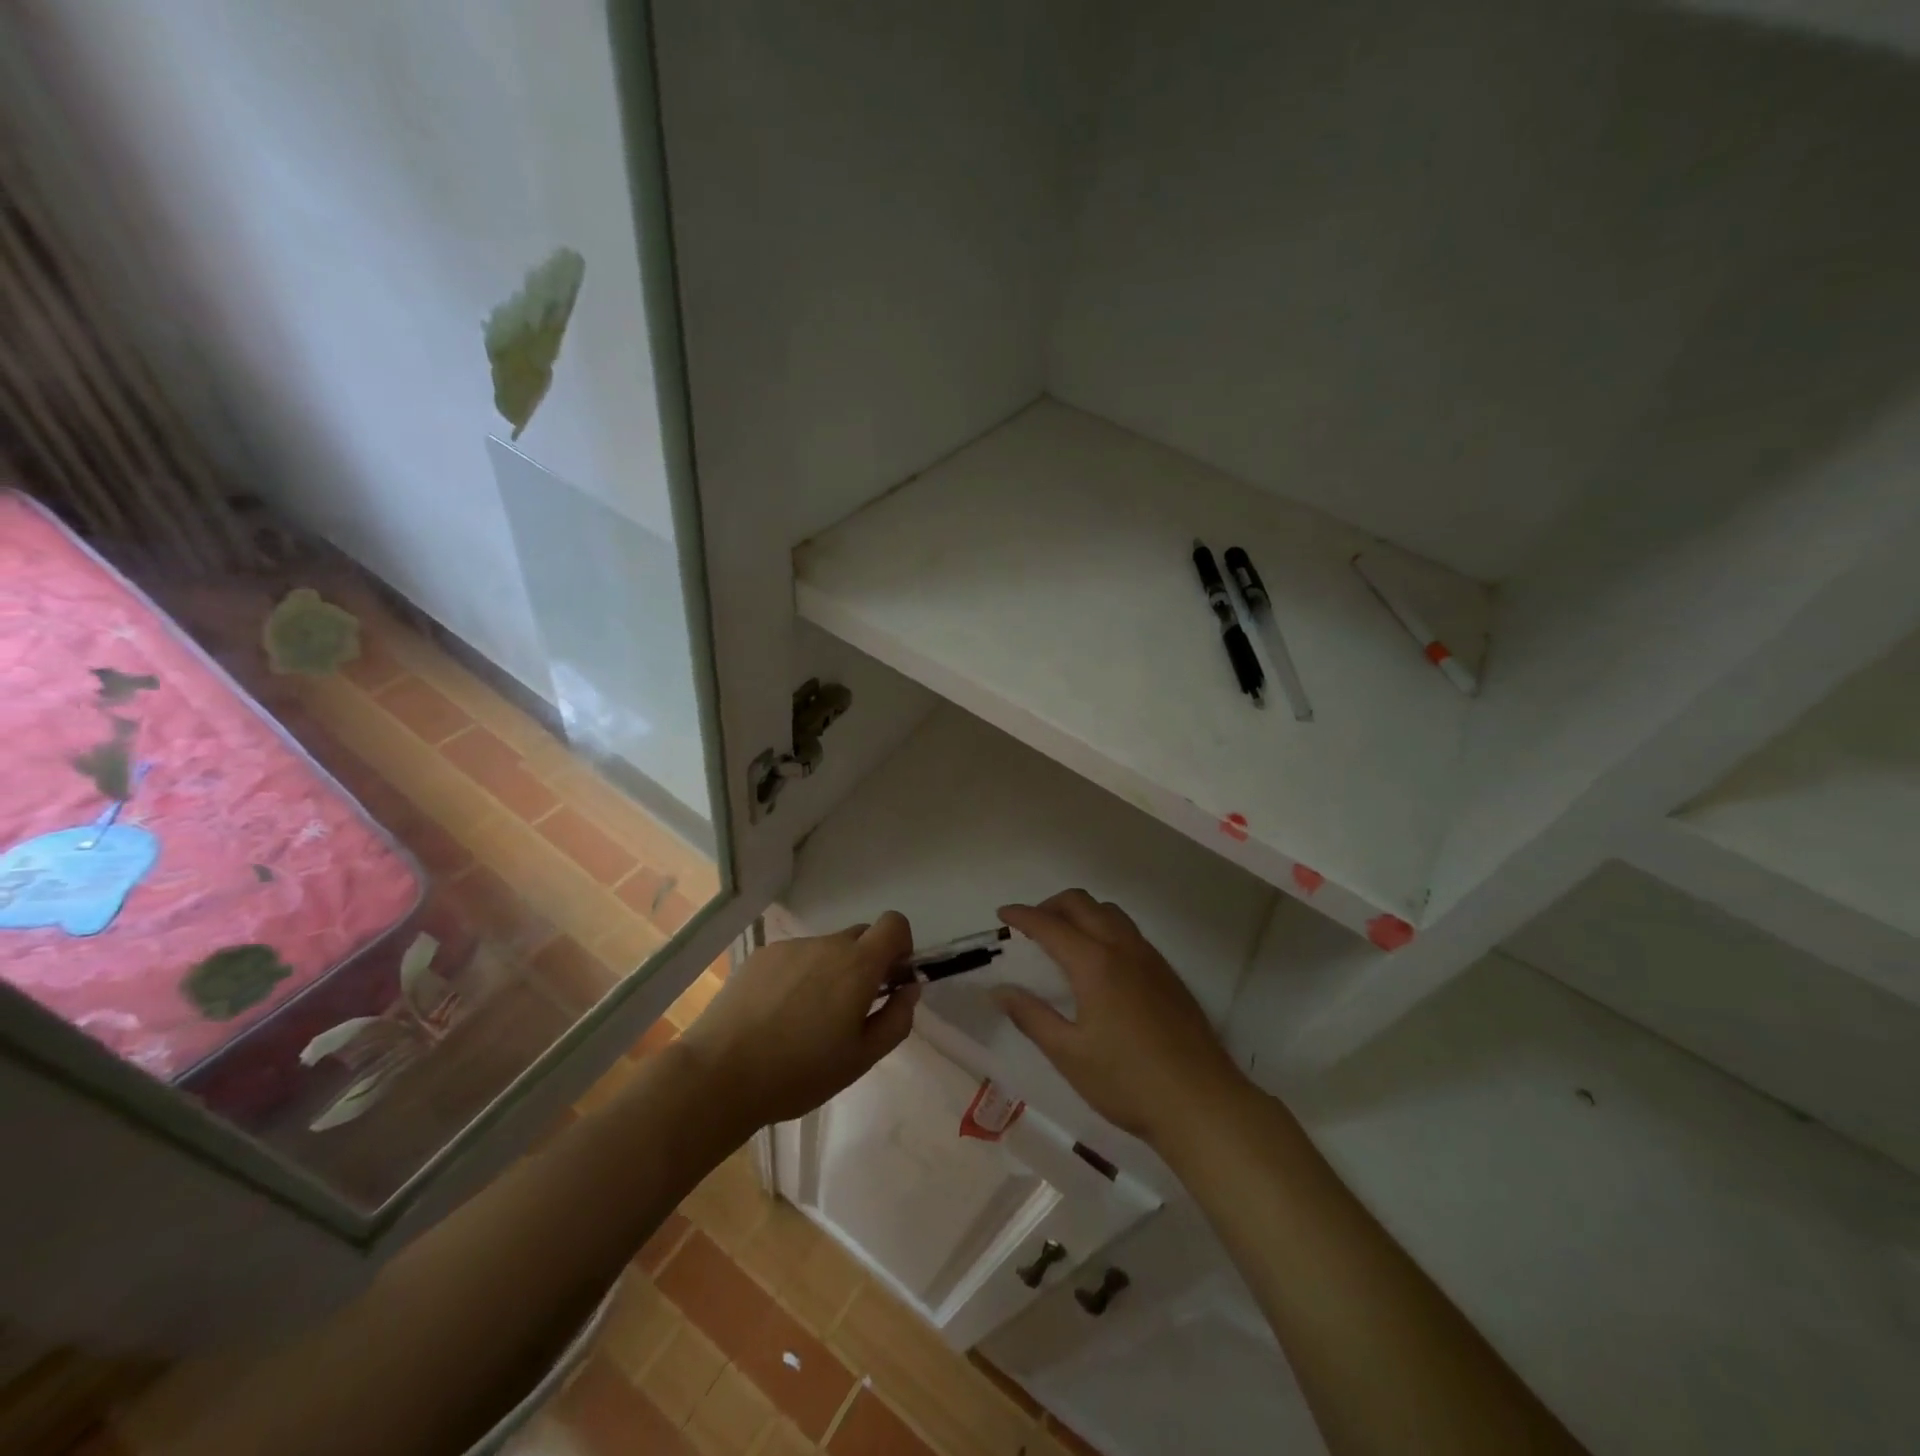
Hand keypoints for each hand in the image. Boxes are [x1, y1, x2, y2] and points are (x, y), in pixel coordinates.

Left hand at [676, 913, 918, 1130]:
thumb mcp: (861, 1058)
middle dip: (865, 963)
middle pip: (859, 937)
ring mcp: (790, 947)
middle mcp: (826, 944)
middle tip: (851, 1009)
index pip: (894, 923)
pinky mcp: (760, 956)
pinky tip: (776, 1015)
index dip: (900, 946)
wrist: (719, 1074)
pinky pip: (794, 958)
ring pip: (825, 950)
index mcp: (857, 965)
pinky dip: (798, 977)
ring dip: (829, 972)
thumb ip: (896, 1019)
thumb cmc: (799, 1073)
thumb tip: (909, 988)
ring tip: (805, 1020)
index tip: (890, 979)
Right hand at [995, 890, 1246, 1145]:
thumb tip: (1001, 990)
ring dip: (1081, 912)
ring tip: (1063, 939)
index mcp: (1095, 963)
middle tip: (1031, 926)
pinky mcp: (1167, 973)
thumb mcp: (1069, 1054)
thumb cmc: (1127, 1081)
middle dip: (1051, 905)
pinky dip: (1104, 928)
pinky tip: (1099, 962)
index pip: (1050, 925)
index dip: (1022, 916)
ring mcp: (1150, 958)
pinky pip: (1129, 931)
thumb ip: (1031, 1016)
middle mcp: (1122, 948)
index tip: (1002, 913)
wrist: (1201, 1102)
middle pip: (1082, 903)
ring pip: (1110, 912)